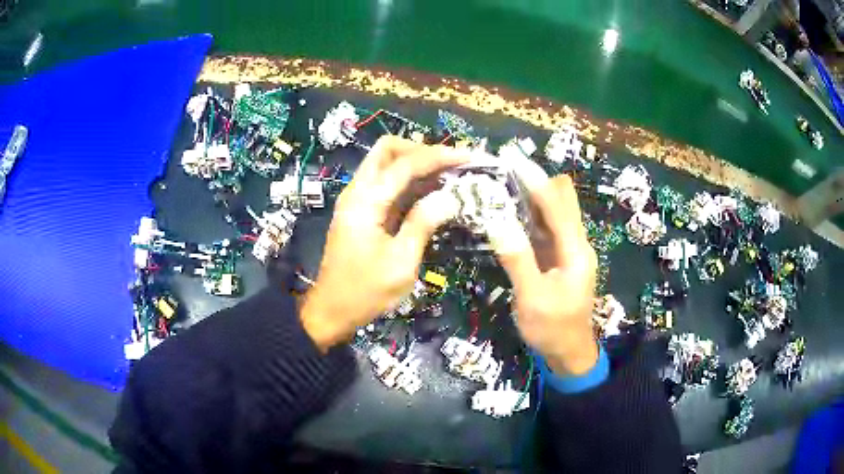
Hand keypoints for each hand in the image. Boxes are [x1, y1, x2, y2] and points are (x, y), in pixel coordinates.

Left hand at [301, 136, 466, 350]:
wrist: (332, 310)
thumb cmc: (365, 291)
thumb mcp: (401, 262)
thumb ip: (423, 224)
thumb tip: (450, 198)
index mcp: (366, 201)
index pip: (406, 164)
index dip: (440, 156)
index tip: (470, 157)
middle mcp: (358, 191)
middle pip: (388, 150)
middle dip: (423, 150)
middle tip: (452, 165)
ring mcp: (359, 200)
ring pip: (387, 164)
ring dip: (418, 164)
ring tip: (450, 175)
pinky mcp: (363, 211)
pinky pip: (388, 184)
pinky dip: (411, 182)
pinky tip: (433, 193)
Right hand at [491, 173, 598, 375]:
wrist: (569, 352)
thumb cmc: (552, 328)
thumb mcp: (532, 298)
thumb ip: (518, 259)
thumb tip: (496, 221)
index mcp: (575, 250)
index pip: (557, 203)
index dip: (534, 178)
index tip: (510, 158)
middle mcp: (576, 243)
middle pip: (561, 199)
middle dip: (535, 181)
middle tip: (501, 174)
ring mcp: (568, 249)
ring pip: (554, 211)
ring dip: (531, 197)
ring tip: (500, 187)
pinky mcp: (559, 258)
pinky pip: (546, 227)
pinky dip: (529, 216)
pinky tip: (508, 214)